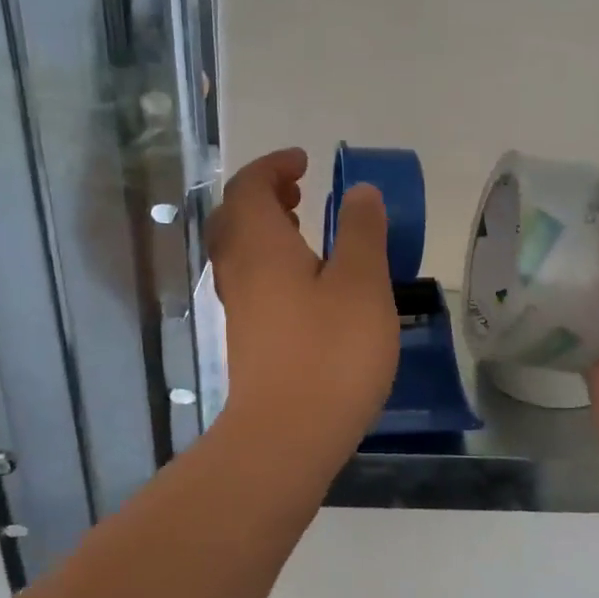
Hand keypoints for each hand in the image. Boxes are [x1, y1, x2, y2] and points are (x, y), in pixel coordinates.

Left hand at [207, 148, 398, 454]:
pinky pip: (252, 280)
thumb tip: (359, 192)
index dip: (273, 166)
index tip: (305, 162)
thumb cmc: (330, 351)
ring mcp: (240, 307)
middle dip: (264, 194)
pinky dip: (272, 262)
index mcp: (260, 245)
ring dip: (267, 229)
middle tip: (300, 190)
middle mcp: (239, 270)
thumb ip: (362, 231)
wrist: (287, 435)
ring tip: (305, 228)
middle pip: (236, 217)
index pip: (249, 187)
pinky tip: (308, 283)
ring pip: (241, 251)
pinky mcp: (249, 338)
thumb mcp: (362, 283)